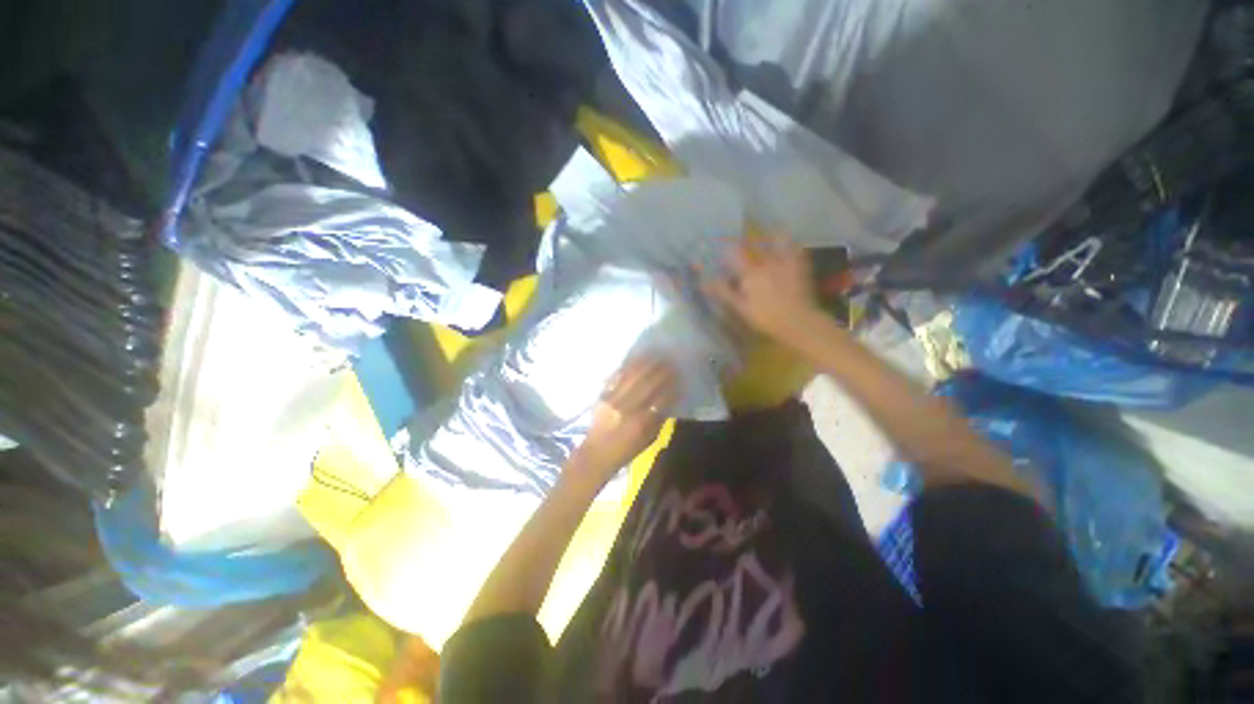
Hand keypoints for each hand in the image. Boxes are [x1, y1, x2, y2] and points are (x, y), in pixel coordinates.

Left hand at [575, 358, 678, 479]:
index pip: (661, 398)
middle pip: (647, 384)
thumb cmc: (626, 450)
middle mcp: (627, 409)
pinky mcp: (602, 396)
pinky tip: (637, 359)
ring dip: (646, 364)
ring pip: (632, 377)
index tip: (679, 376)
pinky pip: (617, 377)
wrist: (596, 454)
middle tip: (670, 361)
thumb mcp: (649, 439)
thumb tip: (670, 397)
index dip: (671, 385)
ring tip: (656, 355)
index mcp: (641, 423)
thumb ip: (659, 418)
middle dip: (661, 371)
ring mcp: (613, 400)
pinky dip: (628, 367)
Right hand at [702, 235, 821, 346]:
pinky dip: (791, 244)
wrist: (798, 322)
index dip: (727, 245)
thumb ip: (724, 293)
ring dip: (770, 237)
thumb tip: (704, 282)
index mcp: (750, 274)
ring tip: (767, 235)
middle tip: (743, 237)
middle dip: (747, 239)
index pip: (735, 253)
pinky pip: (796, 249)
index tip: (722, 241)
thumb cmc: (766, 318)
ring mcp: (785, 263)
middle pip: (755, 245)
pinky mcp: (800, 267)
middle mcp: (767, 263)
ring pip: (777, 241)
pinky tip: (789, 243)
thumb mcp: (741, 308)